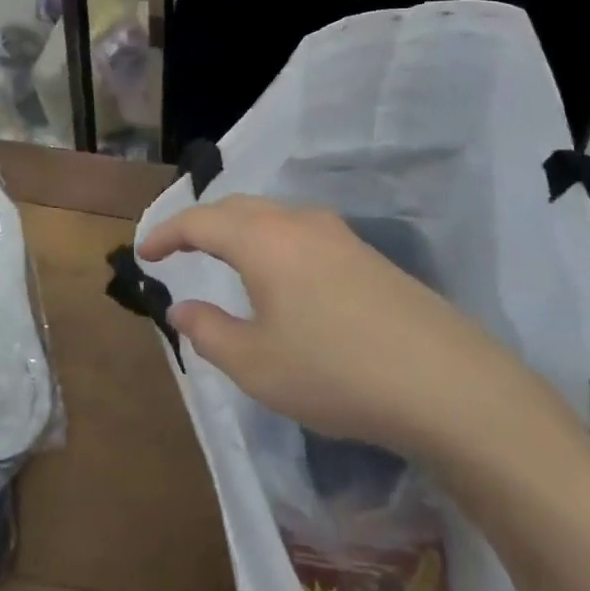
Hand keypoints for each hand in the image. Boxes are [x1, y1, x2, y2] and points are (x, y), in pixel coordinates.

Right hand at [139, 196, 565, 463]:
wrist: (446, 381)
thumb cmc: (336, 372)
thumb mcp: (257, 364)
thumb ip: (209, 332)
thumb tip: (182, 307)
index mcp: (263, 239)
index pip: (200, 221)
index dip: (166, 233)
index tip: (143, 253)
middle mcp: (298, 222)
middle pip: (237, 208)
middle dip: (201, 224)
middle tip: (178, 248)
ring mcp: (338, 234)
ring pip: (273, 216)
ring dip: (240, 229)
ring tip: (225, 257)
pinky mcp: (366, 254)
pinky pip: (301, 232)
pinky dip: (272, 242)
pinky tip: (281, 276)